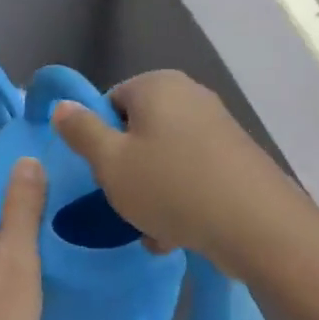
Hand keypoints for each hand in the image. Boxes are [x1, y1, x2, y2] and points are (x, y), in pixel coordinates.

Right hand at [50, 70, 298, 278]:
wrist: (257, 225)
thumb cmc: (171, 186)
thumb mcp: (110, 162)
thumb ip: (81, 131)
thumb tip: (62, 105)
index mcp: (157, 85)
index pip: (109, 103)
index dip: (99, 140)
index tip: (102, 173)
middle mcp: (189, 95)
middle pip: (138, 131)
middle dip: (127, 170)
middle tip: (124, 203)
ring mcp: (218, 125)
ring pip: (164, 158)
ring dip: (152, 192)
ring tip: (152, 228)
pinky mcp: (236, 157)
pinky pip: (192, 173)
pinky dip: (180, 198)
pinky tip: (177, 234)